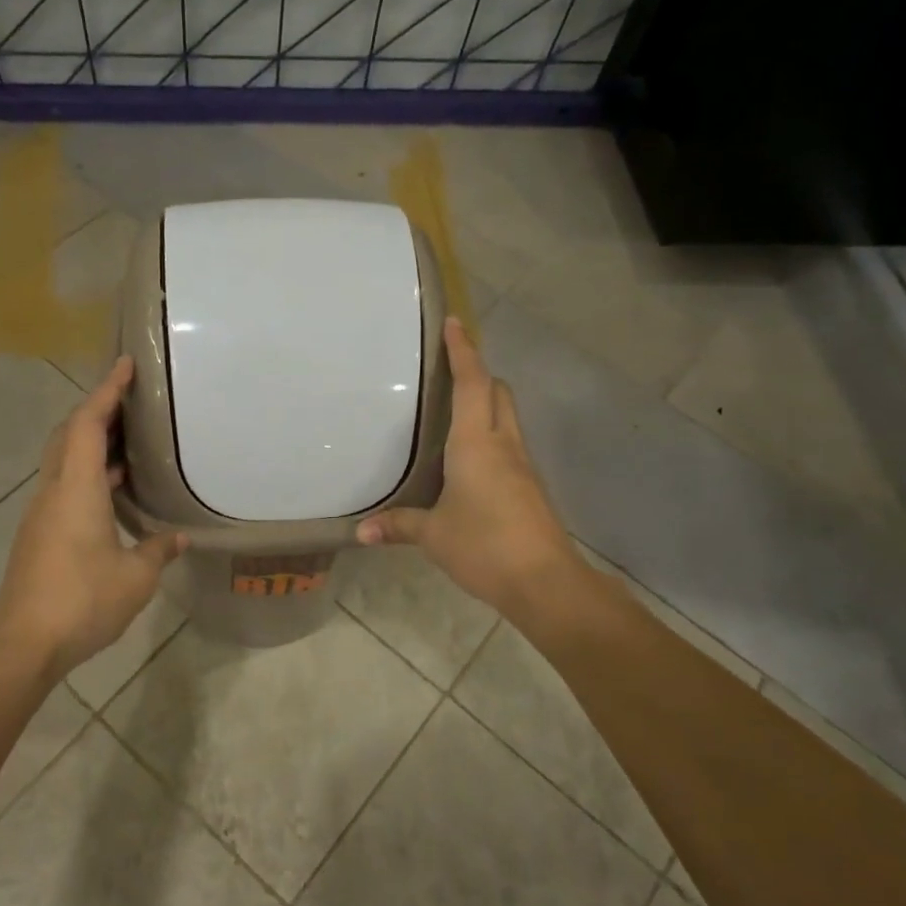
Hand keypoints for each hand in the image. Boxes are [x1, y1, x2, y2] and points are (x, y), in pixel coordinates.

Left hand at [0, 357, 185, 679]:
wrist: (23, 643)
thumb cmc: (82, 601)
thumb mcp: (135, 577)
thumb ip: (158, 550)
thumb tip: (178, 538)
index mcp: (76, 489)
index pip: (88, 424)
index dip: (107, 391)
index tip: (126, 365)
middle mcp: (53, 491)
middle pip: (69, 434)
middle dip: (98, 410)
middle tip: (132, 401)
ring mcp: (42, 513)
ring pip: (64, 460)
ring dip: (92, 443)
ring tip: (130, 442)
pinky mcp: (39, 534)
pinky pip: (64, 485)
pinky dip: (87, 472)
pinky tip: (113, 491)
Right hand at [357, 317, 583, 614]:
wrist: (545, 581)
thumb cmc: (484, 545)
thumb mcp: (433, 535)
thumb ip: (398, 526)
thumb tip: (360, 532)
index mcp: (476, 443)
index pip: (472, 384)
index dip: (464, 352)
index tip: (455, 323)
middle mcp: (503, 445)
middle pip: (498, 392)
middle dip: (479, 373)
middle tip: (449, 371)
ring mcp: (522, 465)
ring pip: (507, 417)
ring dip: (487, 403)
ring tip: (454, 412)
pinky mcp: (530, 486)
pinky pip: (509, 444)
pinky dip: (491, 435)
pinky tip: (469, 459)